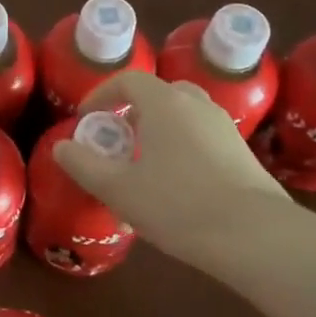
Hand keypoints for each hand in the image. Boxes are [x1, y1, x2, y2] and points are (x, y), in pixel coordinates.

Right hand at [50, 70, 289, 261]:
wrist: (255, 236)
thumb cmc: (177, 204)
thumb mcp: (118, 189)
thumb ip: (84, 164)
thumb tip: (61, 146)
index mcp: (165, 103)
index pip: (128, 80)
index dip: (102, 94)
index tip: (86, 118)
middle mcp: (196, 104)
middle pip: (159, 94)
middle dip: (133, 112)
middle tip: (118, 141)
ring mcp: (224, 127)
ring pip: (184, 116)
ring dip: (160, 130)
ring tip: (145, 165)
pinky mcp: (242, 153)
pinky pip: (202, 137)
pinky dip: (182, 147)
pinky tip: (177, 186)